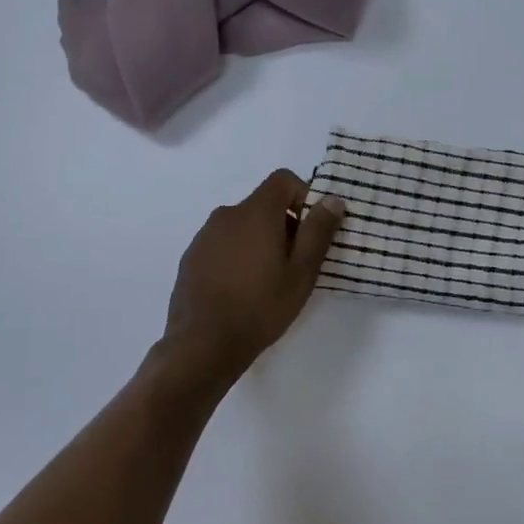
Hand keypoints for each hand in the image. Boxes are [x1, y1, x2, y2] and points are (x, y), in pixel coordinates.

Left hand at [161, 169, 344, 376]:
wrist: (202, 344)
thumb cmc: (260, 306)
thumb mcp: (301, 272)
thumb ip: (318, 231)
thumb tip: (332, 199)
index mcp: (256, 212)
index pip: (283, 179)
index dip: (304, 196)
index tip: (312, 229)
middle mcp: (227, 214)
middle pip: (264, 204)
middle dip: (285, 224)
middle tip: (296, 263)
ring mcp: (205, 236)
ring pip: (243, 226)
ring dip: (260, 241)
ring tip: (268, 280)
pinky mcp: (191, 257)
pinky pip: (223, 244)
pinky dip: (238, 255)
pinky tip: (241, 290)